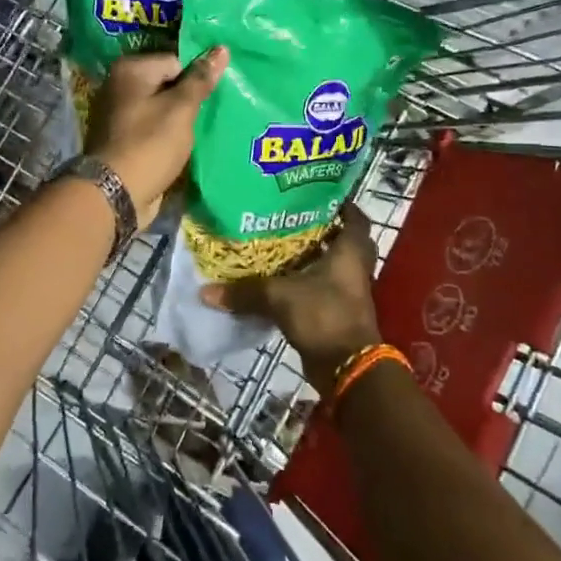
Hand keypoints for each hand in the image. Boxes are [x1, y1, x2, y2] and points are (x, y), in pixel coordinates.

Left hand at [85, 47, 228, 226]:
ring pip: (161, 109)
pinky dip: (168, 136)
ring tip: (205, 130)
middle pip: (167, 84)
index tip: (214, 96)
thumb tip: (221, 48)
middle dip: (189, 99)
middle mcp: (119, 87)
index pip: (175, 61)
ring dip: (181, 120)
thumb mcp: (181, 109)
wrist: (115, 194)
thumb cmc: (150, 144)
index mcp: (129, 70)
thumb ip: (201, 79)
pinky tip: (187, 146)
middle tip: (215, 112)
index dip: (196, 78)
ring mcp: (119, 115)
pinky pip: (153, 130)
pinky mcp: (123, 141)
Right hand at [200, 203, 381, 390]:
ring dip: (314, 256)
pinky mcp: (338, 311)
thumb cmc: (323, 315)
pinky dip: (307, 281)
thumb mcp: (279, 298)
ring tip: (281, 244)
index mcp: (350, 250)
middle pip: (343, 239)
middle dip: (322, 229)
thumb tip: (205, 291)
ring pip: (333, 264)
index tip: (314, 192)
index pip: (354, 216)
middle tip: (292, 217)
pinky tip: (281, 279)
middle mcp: (354, 266)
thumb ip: (244, 292)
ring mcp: (348, 290)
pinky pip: (323, 287)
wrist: (347, 368)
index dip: (339, 202)